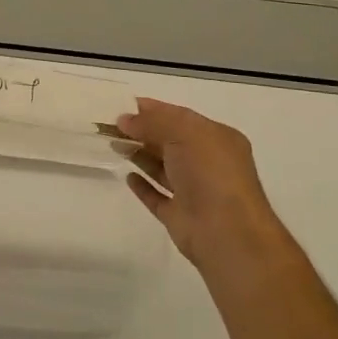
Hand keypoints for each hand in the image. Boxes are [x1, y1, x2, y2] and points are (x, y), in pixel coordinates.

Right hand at [116, 99, 288, 289]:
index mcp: (217, 139)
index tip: (124, 105)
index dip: (154, 110)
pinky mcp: (180, 216)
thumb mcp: (183, 134)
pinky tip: (128, 177)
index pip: (181, 117)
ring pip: (163, 168)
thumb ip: (153, 122)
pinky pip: (157, 197)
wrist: (226, 233)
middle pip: (170, 142)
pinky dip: (143, 186)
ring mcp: (194, 191)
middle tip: (111, 125)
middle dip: (143, 131)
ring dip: (140, 155)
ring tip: (114, 144)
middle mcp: (207, 163)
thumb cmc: (210, 173)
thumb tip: (125, 119)